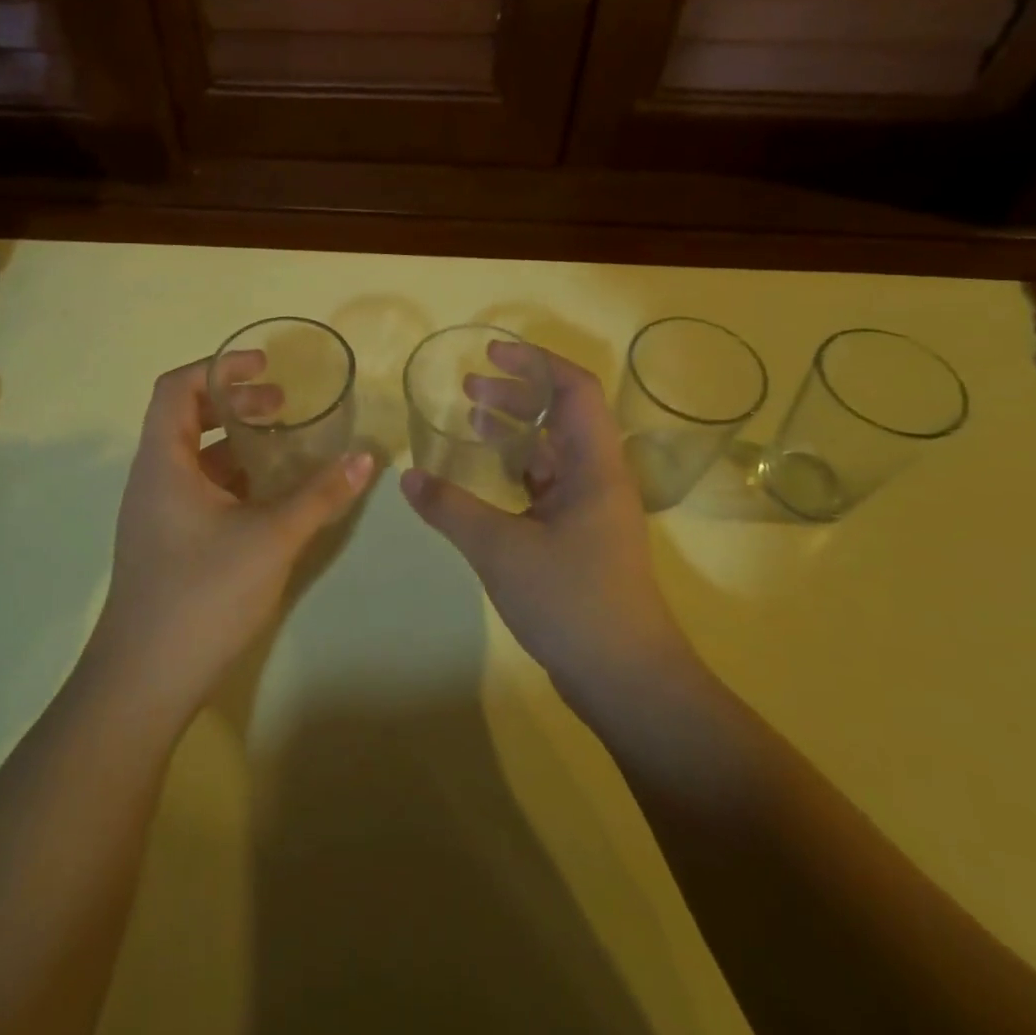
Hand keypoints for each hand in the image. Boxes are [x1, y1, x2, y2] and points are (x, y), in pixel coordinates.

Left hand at [90, 354, 374, 718]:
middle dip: (235, 403)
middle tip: (283, 406)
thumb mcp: (271, 538)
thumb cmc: (202, 595)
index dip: (220, 367)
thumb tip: (366, 457)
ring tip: (284, 446)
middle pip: (185, 417)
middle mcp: (152, 479)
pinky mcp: (166, 543)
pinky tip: (268, 497)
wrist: (143, 682)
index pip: (177, 388)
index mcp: (163, 462)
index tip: (265, 367)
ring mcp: (156, 514)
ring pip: (194, 458)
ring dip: (236, 443)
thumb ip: (320, 495)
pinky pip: (198, 490)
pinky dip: (232, 479)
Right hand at [400, 343, 688, 711]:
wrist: (626, 680)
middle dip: (516, 394)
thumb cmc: (572, 600)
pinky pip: (547, 485)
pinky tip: (485, 479)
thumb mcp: (500, 549)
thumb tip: (408, 477)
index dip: (535, 363)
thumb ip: (451, 508)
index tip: (491, 354)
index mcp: (593, 466)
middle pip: (561, 415)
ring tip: (471, 422)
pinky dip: (516, 470)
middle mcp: (598, 478)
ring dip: (515, 432)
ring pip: (552, 452)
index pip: (574, 389)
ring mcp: (592, 510)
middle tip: (469, 389)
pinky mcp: (581, 538)